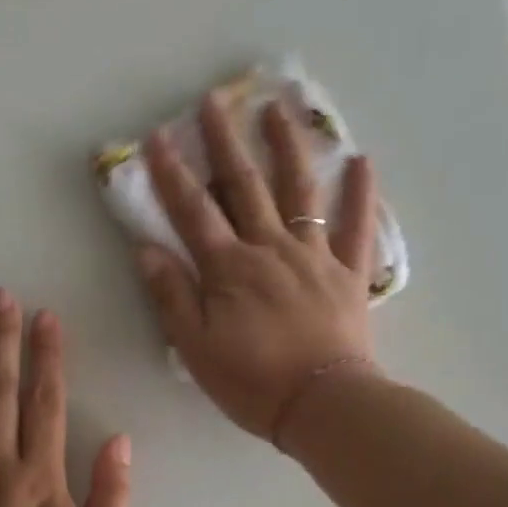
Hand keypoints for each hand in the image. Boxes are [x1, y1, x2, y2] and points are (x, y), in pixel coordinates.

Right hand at [137, 93, 380, 440]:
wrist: (323, 404)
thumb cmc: (252, 382)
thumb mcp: (196, 347)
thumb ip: (172, 296)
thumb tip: (146, 250)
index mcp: (229, 268)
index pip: (193, 211)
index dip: (171, 174)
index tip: (156, 138)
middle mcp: (270, 249)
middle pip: (245, 186)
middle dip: (225, 142)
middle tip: (214, 101)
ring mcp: (314, 256)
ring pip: (299, 192)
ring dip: (287, 147)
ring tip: (279, 109)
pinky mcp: (348, 274)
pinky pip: (357, 227)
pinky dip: (360, 194)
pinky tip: (361, 161)